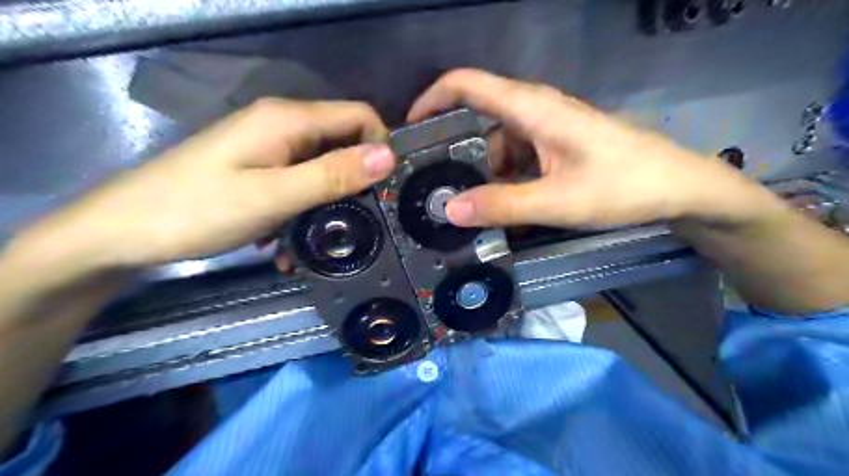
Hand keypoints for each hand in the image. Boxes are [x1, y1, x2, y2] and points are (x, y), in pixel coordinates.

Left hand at [12, 99, 397, 275]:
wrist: (124, 230)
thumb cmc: (198, 210)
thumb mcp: (274, 196)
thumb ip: (333, 175)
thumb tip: (388, 156)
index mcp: (290, 120)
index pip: (360, 116)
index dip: (380, 148)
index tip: (384, 190)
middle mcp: (283, 125)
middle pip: (343, 144)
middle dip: (354, 183)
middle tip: (354, 224)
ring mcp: (269, 147)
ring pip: (322, 168)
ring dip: (326, 204)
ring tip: (314, 242)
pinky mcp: (259, 168)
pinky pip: (298, 182)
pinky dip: (302, 209)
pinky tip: (284, 241)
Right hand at [408, 68, 774, 228]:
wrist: (679, 187)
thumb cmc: (624, 186)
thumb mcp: (558, 201)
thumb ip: (502, 205)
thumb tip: (449, 210)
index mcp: (532, 108)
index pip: (466, 84)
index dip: (431, 99)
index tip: (409, 132)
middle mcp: (533, 112)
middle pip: (476, 120)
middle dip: (450, 150)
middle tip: (431, 186)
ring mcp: (544, 131)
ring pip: (494, 145)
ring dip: (477, 172)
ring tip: (461, 205)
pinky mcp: (553, 148)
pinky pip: (514, 159)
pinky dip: (500, 179)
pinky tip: (496, 206)